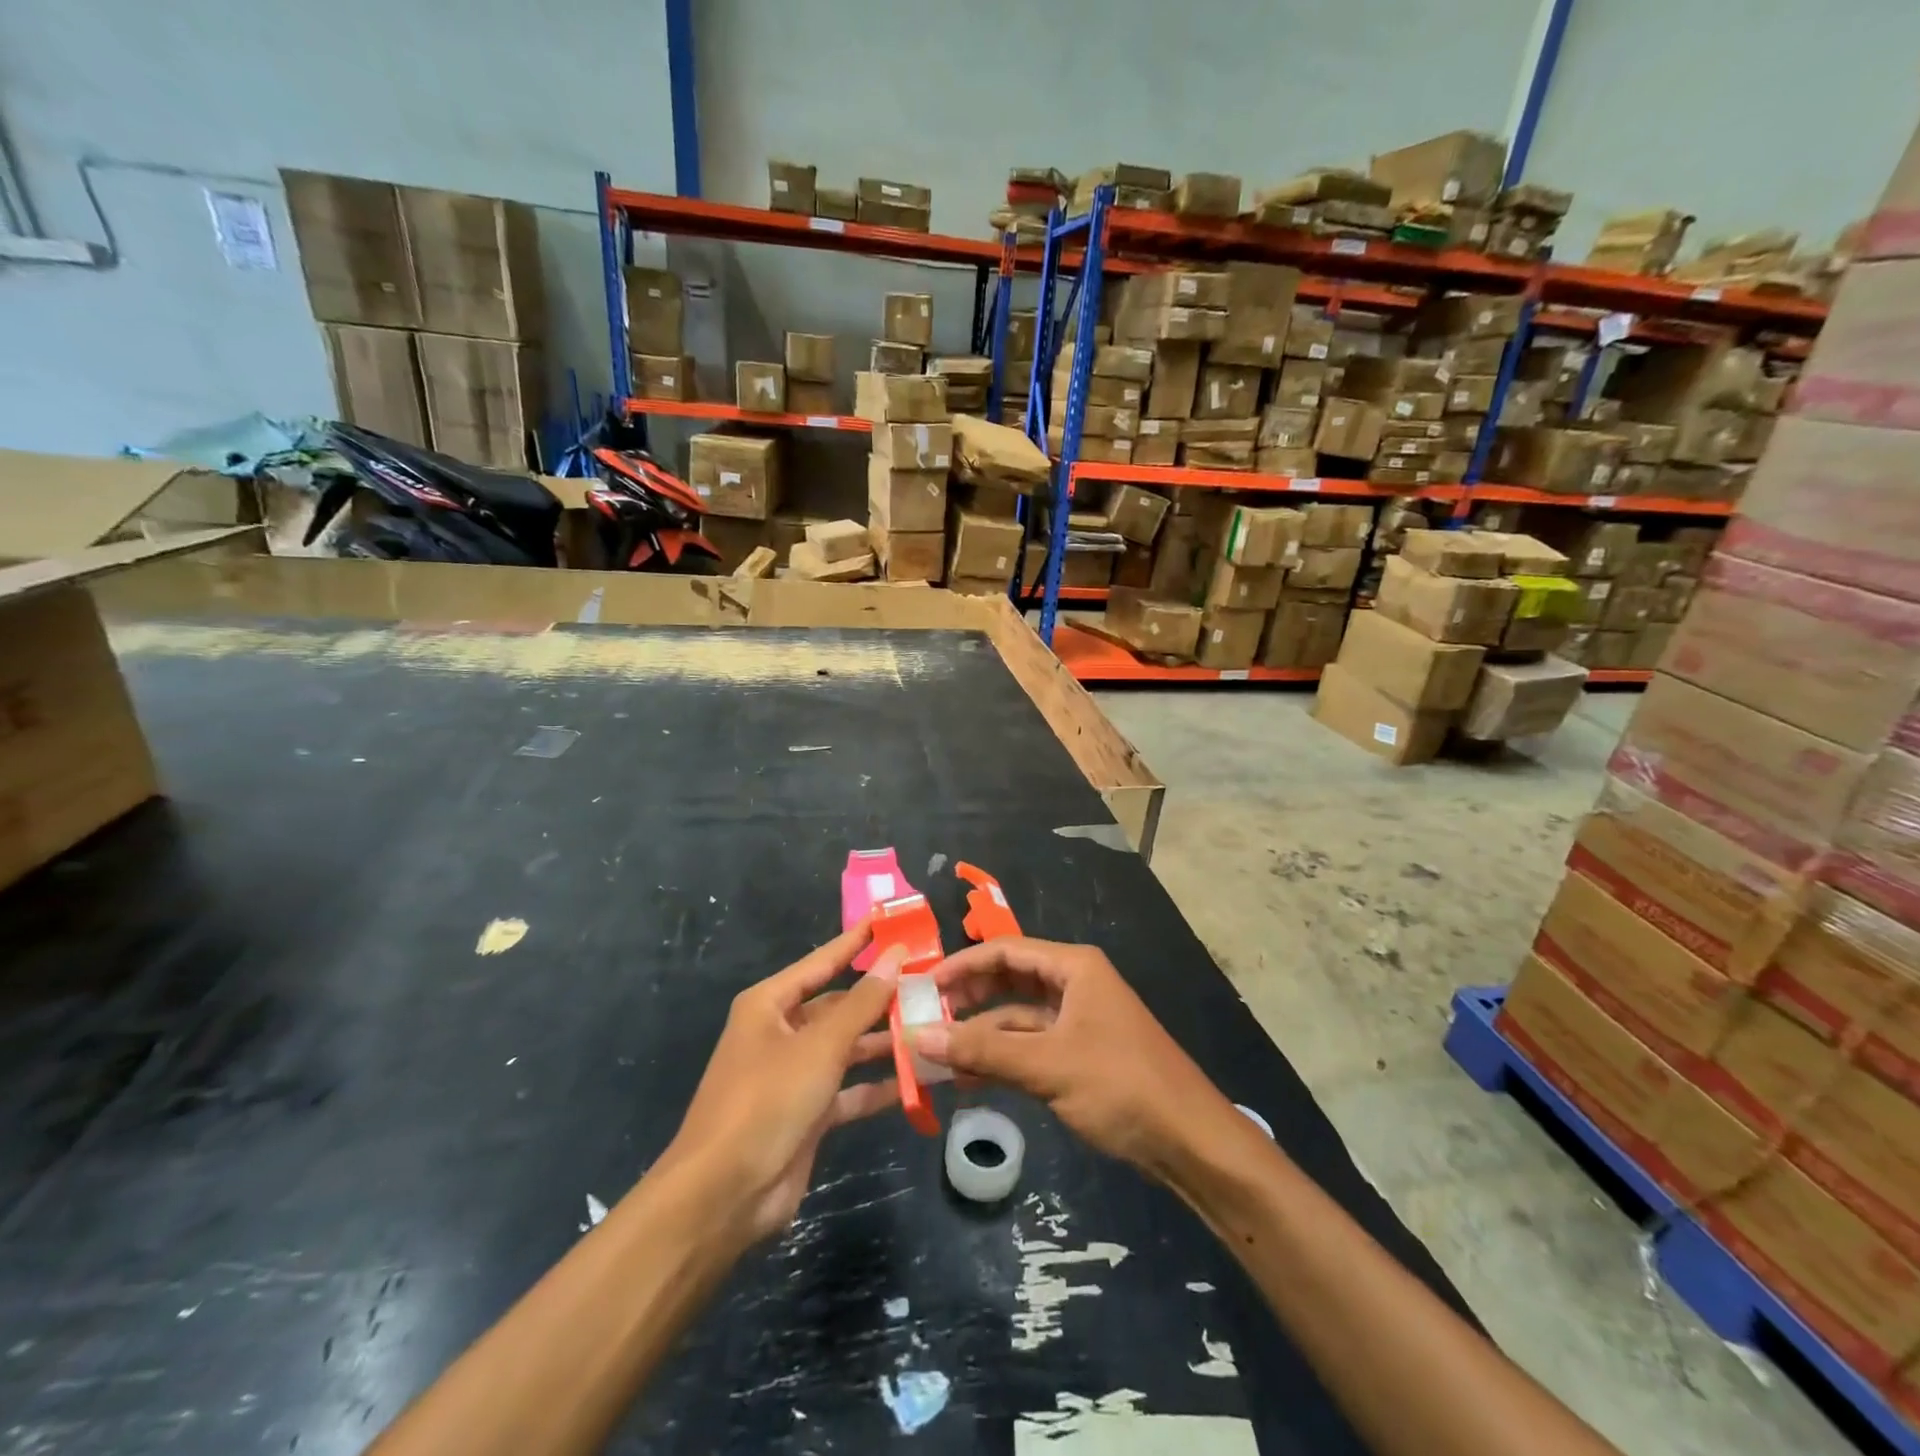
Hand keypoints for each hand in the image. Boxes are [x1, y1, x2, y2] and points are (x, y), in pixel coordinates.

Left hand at [660, 924, 902, 1248]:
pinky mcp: (808, 1113)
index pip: (822, 961)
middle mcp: (781, 1032)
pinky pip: (850, 1089)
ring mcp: (794, 1074)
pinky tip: (918, 1079)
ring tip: (932, 1027)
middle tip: (929, 982)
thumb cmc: (767, 1100)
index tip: (890, 919)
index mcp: (770, 1004)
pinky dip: (878, 1084)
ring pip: (848, 1047)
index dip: (856, 941)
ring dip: (885, 1041)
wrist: (723, 1195)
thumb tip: (894, 955)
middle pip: (838, 1005)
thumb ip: (862, 1002)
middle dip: (880, 997)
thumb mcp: (820, 1045)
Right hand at [914, 937, 1242, 1185]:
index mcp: (1073, 967)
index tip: (923, 987)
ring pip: (1017, 1018)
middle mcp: (1074, 985)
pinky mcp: (1079, 1055)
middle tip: (926, 1018)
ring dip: (980, 1034)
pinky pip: (1029, 1047)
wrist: (1190, 1142)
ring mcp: (1077, 1021)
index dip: (962, 965)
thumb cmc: (1120, 1085)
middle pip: (1009, 980)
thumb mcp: (1047, 1065)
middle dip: (968, 998)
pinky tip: (967, 1077)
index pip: (1005, 951)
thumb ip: (982, 1050)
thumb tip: (918, 1036)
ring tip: (936, 1053)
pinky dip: (1000, 1058)